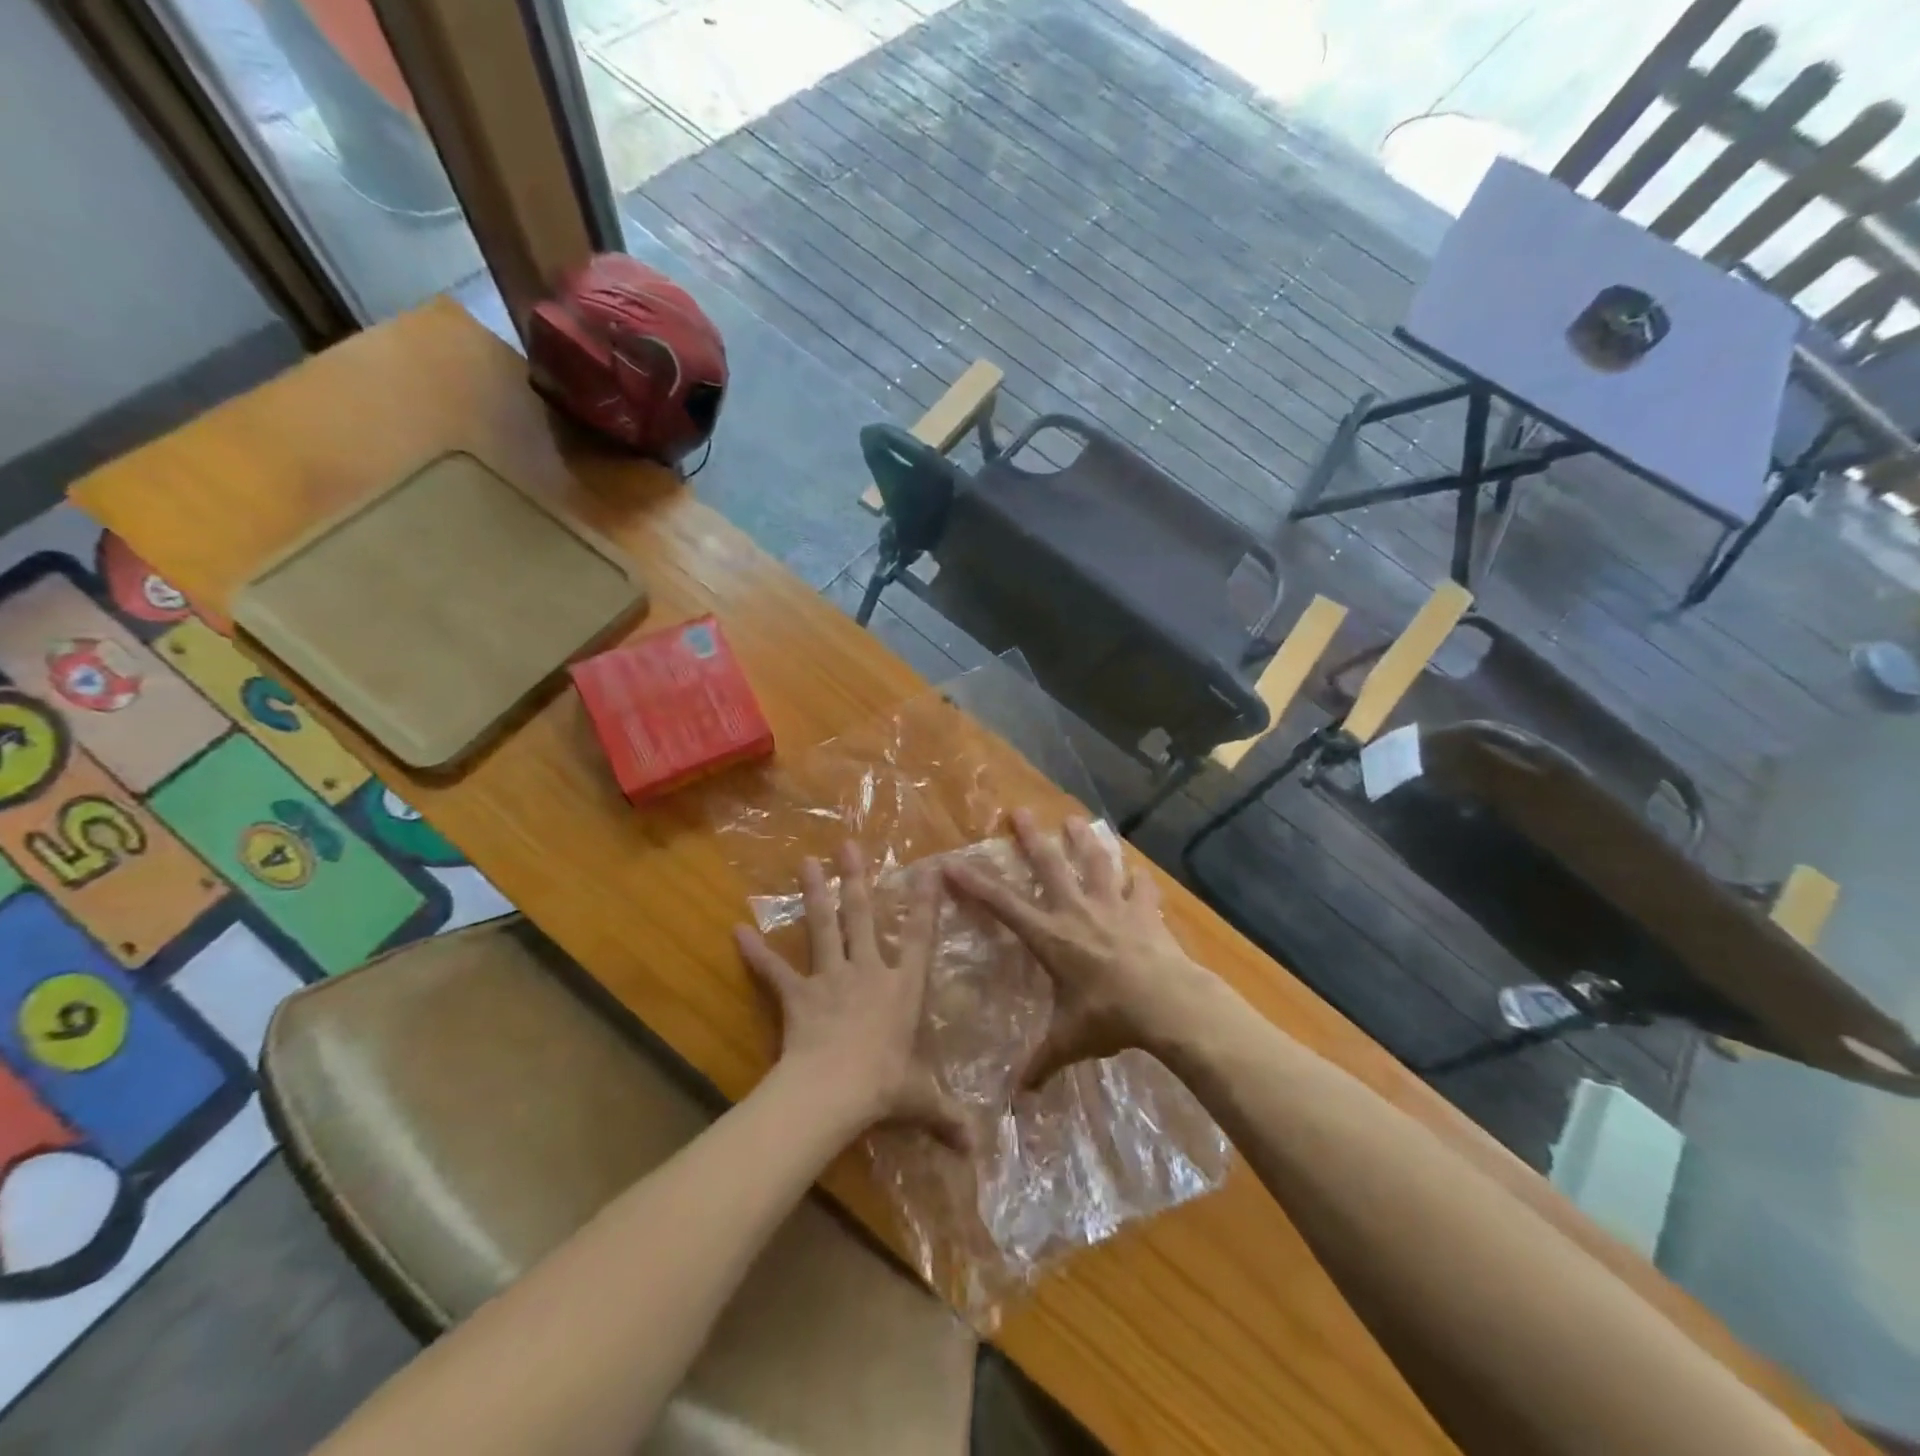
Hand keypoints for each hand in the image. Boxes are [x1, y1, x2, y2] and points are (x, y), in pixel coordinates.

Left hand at [735, 843, 967, 1149]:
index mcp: (902, 987)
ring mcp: (830, 977)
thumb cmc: (883, 1088)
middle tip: (848, 845)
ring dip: (815, 894)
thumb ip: (948, 1117)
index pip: (921, 937)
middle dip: (857, 879)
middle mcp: (868, 970)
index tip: (930, 870)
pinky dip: (756, 953)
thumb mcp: (921, 1102)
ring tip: (806, 862)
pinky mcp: (798, 994)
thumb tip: (980, 1150)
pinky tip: (737, 931)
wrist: (832, 1093)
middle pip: (863, 916)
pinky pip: (774, 971)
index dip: (926, 902)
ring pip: (823, 927)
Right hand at [944, 810, 1211, 1087]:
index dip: (975, 885)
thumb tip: (1016, 1098)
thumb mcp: (1070, 1041)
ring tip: (1076, 820)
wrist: (1168, 1004)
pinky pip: (1140, 888)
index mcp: (1052, 937)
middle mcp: (1077, 911)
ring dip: (1083, 841)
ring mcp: (1113, 906)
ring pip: (1094, 863)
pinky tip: (1138, 871)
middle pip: (1050, 866)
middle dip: (1031, 839)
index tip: (951, 864)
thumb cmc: (1110, 1017)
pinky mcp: (1144, 911)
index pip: (1004, 906)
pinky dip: (1138, 879)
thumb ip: (1041, 1062)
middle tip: (1020, 812)